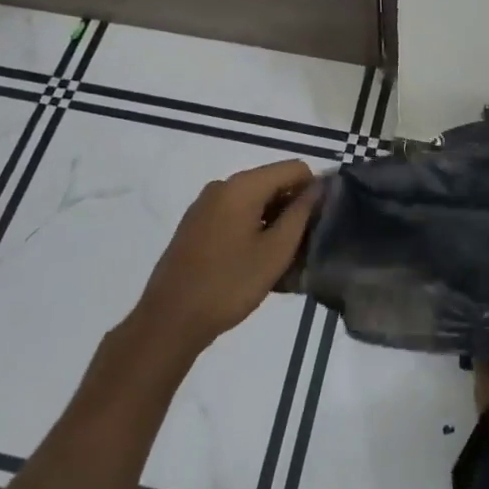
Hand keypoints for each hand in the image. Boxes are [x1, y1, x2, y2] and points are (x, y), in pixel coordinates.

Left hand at [136, 160, 318, 356]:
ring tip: (279, 258)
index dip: (312, 191)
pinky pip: (235, 212)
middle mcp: (223, 185)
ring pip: (255, 199)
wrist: (169, 320)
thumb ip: (301, 214)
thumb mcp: (275, 252)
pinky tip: (253, 260)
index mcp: (243, 186)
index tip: (317, 224)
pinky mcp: (196, 223)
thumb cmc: (228, 285)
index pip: (294, 168)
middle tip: (300, 246)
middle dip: (292, 207)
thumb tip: (319, 187)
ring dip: (272, 221)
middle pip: (273, 182)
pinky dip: (252, 228)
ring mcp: (206, 204)